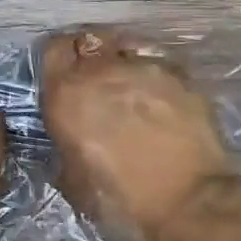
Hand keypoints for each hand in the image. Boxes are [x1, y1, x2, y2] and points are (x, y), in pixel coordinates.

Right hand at [40, 27, 235, 240]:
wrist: (187, 200)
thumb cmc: (120, 199)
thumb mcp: (73, 181)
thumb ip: (64, 148)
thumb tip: (68, 141)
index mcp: (66, 94)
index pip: (52, 50)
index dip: (58, 59)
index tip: (63, 73)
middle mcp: (101, 70)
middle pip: (89, 40)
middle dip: (89, 55)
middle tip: (95, 77)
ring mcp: (144, 68)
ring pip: (125, 47)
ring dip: (122, 61)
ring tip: (129, 84)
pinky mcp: (179, 75)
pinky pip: (157, 62)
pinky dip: (152, 73)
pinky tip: (159, 95)